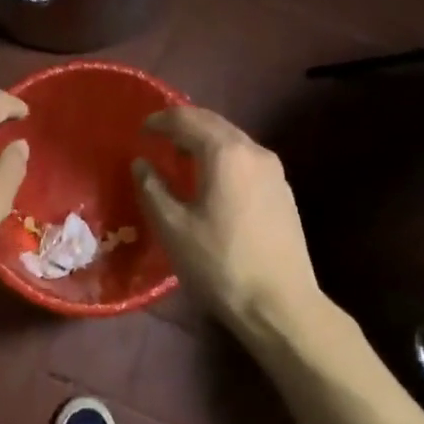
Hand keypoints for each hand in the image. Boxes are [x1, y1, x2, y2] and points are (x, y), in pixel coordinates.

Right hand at [134, 106, 320, 332]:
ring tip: (180, 157)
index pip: (188, 119)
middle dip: (184, 124)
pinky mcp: (283, 192)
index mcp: (226, 154)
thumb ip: (152, 188)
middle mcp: (254, 152)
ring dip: (205, 141)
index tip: (141, 130)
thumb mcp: (173, 228)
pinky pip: (246, 160)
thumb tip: (142, 164)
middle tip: (158, 137)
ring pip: (233, 141)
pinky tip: (211, 180)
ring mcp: (274, 172)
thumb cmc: (219, 264)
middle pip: (214, 123)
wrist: (280, 304)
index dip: (161, 120)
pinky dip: (223, 158)